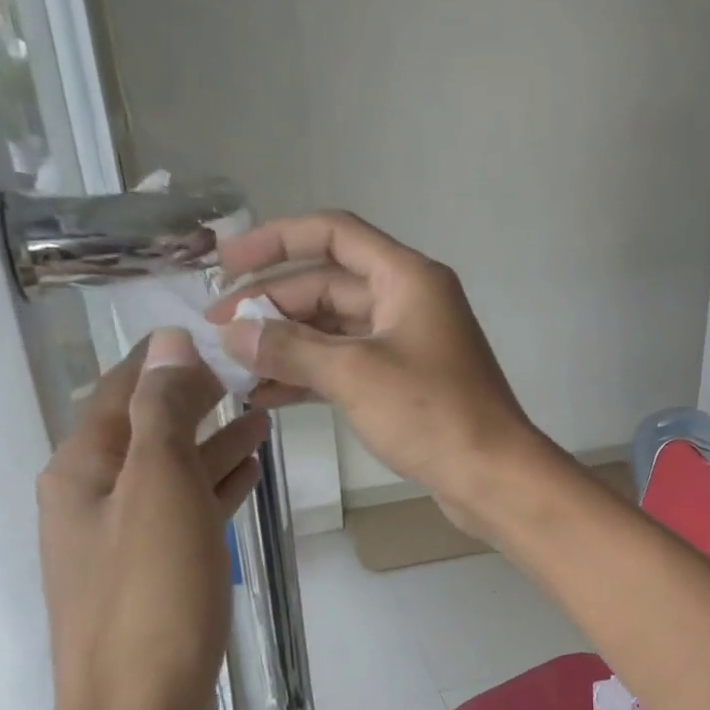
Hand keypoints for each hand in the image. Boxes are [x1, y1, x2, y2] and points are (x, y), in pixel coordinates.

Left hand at [36, 329, 268, 709]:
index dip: (164, 359)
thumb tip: (169, 344)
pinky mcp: (153, 573)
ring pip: (172, 470)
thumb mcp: (158, 490)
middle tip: (251, 371)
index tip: (215, 332)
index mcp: (83, 471)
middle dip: (195, 397)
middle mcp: (93, 498)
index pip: (121, 392)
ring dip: (213, 439)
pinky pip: (186, 510)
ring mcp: (123, 539)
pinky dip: (215, 485)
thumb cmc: (150, 596)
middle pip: (147, 429)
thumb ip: (163, 414)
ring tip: (262, 413)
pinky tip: (249, 474)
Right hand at [209, 211, 545, 520]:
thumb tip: (232, 333)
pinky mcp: (407, 383)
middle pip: (329, 285)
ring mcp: (409, 344)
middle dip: (273, 305)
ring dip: (287, 344)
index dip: (275, 240)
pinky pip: (349, 365)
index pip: (333, 234)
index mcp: (407, 278)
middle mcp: (410, 301)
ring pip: (336, 330)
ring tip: (233, 367)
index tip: (225, 262)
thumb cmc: (431, 413)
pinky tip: (267, 394)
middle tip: (217, 333)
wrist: (492, 476)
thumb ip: (289, 348)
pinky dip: (311, 375)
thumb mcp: (353, 374)